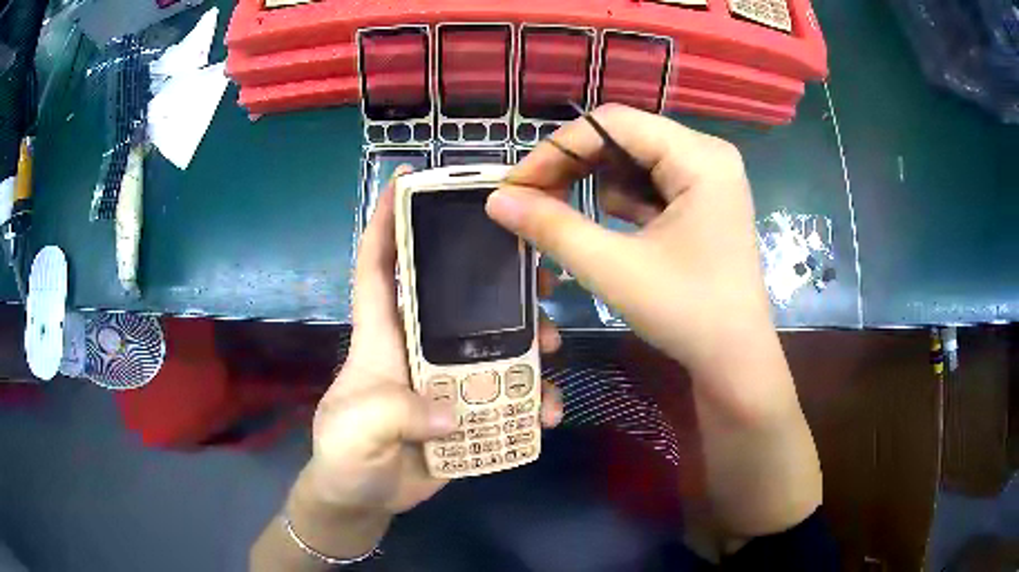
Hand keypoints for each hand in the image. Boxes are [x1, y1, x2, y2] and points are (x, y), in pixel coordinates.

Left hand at [303, 169, 563, 517]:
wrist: (366, 500)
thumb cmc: (345, 457)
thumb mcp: (353, 433)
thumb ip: (390, 416)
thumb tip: (448, 414)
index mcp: (382, 337)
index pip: (377, 267)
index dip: (386, 222)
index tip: (407, 179)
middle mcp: (417, 347)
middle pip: (457, 296)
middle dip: (495, 275)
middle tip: (536, 271)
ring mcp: (446, 378)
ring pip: (494, 341)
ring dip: (527, 338)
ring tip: (550, 345)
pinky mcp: (468, 410)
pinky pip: (508, 394)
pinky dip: (532, 400)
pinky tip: (548, 412)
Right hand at [487, 105, 820, 536]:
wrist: (734, 361)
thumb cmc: (687, 314)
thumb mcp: (615, 269)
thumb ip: (552, 228)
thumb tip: (496, 200)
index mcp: (700, 157)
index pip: (613, 124)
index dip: (557, 148)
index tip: (515, 186)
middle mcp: (708, 154)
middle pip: (623, 138)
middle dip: (574, 167)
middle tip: (532, 203)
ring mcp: (708, 176)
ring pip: (632, 160)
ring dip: (596, 186)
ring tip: (574, 223)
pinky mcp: (703, 199)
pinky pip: (649, 183)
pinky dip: (621, 202)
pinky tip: (617, 232)